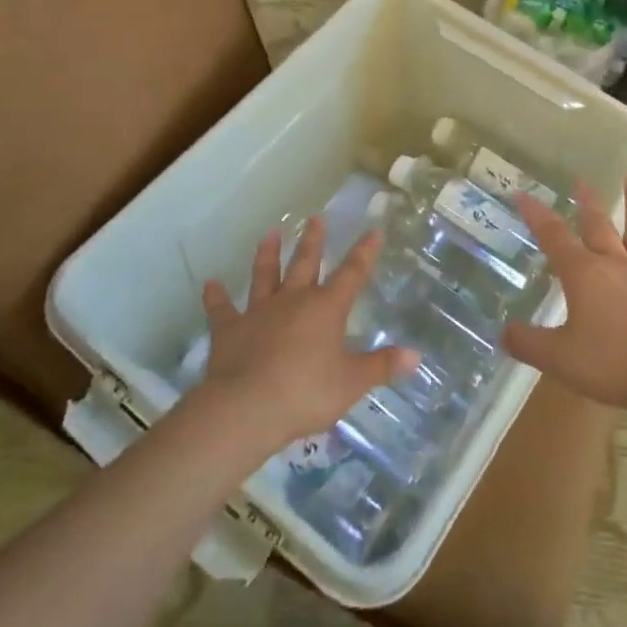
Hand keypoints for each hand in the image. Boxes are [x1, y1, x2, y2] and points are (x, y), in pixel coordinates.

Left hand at [194, 218, 418, 452]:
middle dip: (313, 241)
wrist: (246, 408)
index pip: (352, 274)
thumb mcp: (351, 383)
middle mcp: (293, 301)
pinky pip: (222, 308)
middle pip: (305, 264)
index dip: (364, 252)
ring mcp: (259, 312)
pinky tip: (210, 283)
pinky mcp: (229, 329)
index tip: (372, 231)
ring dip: (267, 254)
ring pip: (265, 275)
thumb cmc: (305, 393)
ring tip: (270, 233)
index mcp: (326, 309)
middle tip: (315, 217)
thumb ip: (382, 367)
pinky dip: (216, 296)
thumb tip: (416, 356)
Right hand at [506, 176, 626, 412]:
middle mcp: (614, 264)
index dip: (536, 215)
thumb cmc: (610, 363)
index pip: (553, 236)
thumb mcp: (558, 358)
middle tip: (581, 180)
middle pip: (598, 226)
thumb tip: (502, 332)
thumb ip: (528, 343)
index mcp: (583, 274)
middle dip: (586, 202)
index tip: (523, 194)